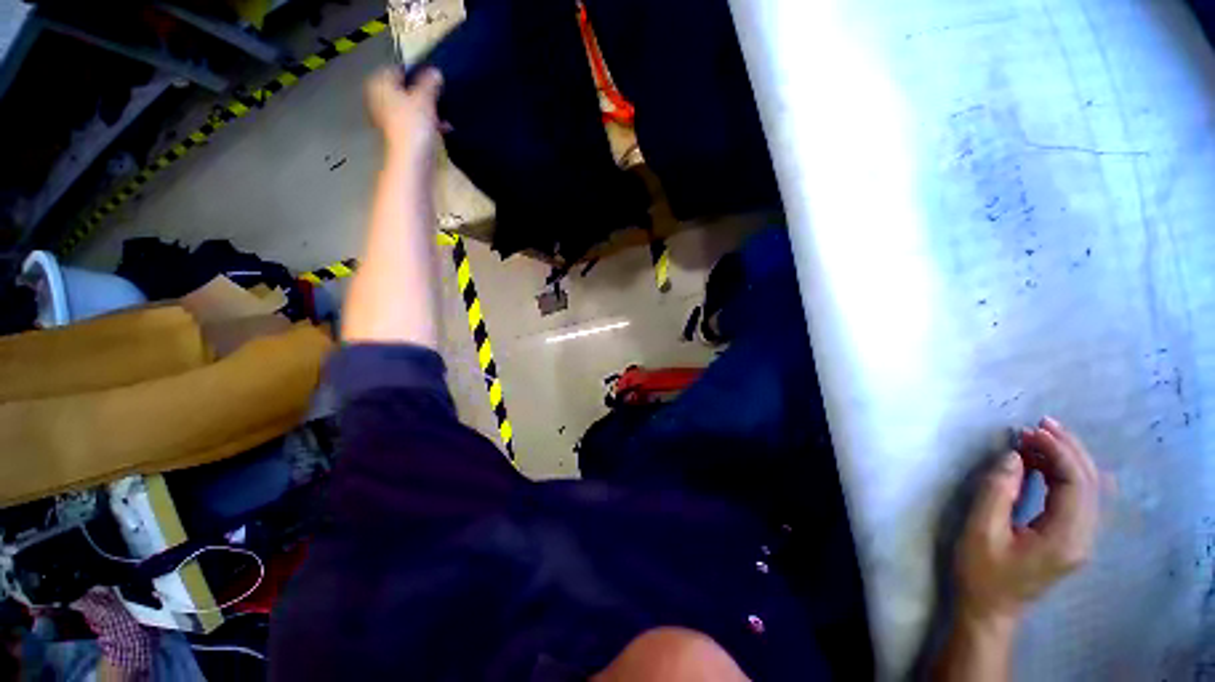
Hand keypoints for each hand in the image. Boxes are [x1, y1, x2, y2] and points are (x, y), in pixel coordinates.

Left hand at [364, 66, 443, 162]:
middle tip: (440, 97)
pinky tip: (443, 129)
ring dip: (428, 111)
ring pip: (411, 107)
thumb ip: (430, 82)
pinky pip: (414, 123)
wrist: (412, 160)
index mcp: (380, 84)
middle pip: (405, 90)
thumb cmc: (413, 125)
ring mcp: (388, 118)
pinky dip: (427, 124)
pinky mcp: (400, 135)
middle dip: (424, 94)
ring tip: (444, 116)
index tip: (434, 79)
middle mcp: (380, 99)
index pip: (398, 69)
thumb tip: (435, 71)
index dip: (417, 72)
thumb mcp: (424, 98)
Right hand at [955, 417, 1099, 624]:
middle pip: (1091, 483)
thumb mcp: (981, 531)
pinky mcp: (1072, 539)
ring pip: (1089, 489)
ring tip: (1038, 438)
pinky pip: (1079, 498)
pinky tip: (1042, 463)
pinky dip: (1064, 474)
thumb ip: (997, 491)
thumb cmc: (982, 573)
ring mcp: (1081, 540)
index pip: (1077, 484)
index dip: (1058, 452)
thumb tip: (1013, 456)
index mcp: (1065, 539)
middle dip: (1068, 449)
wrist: (990, 610)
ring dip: (1067, 459)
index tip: (1031, 431)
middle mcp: (1083, 538)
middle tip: (1040, 425)